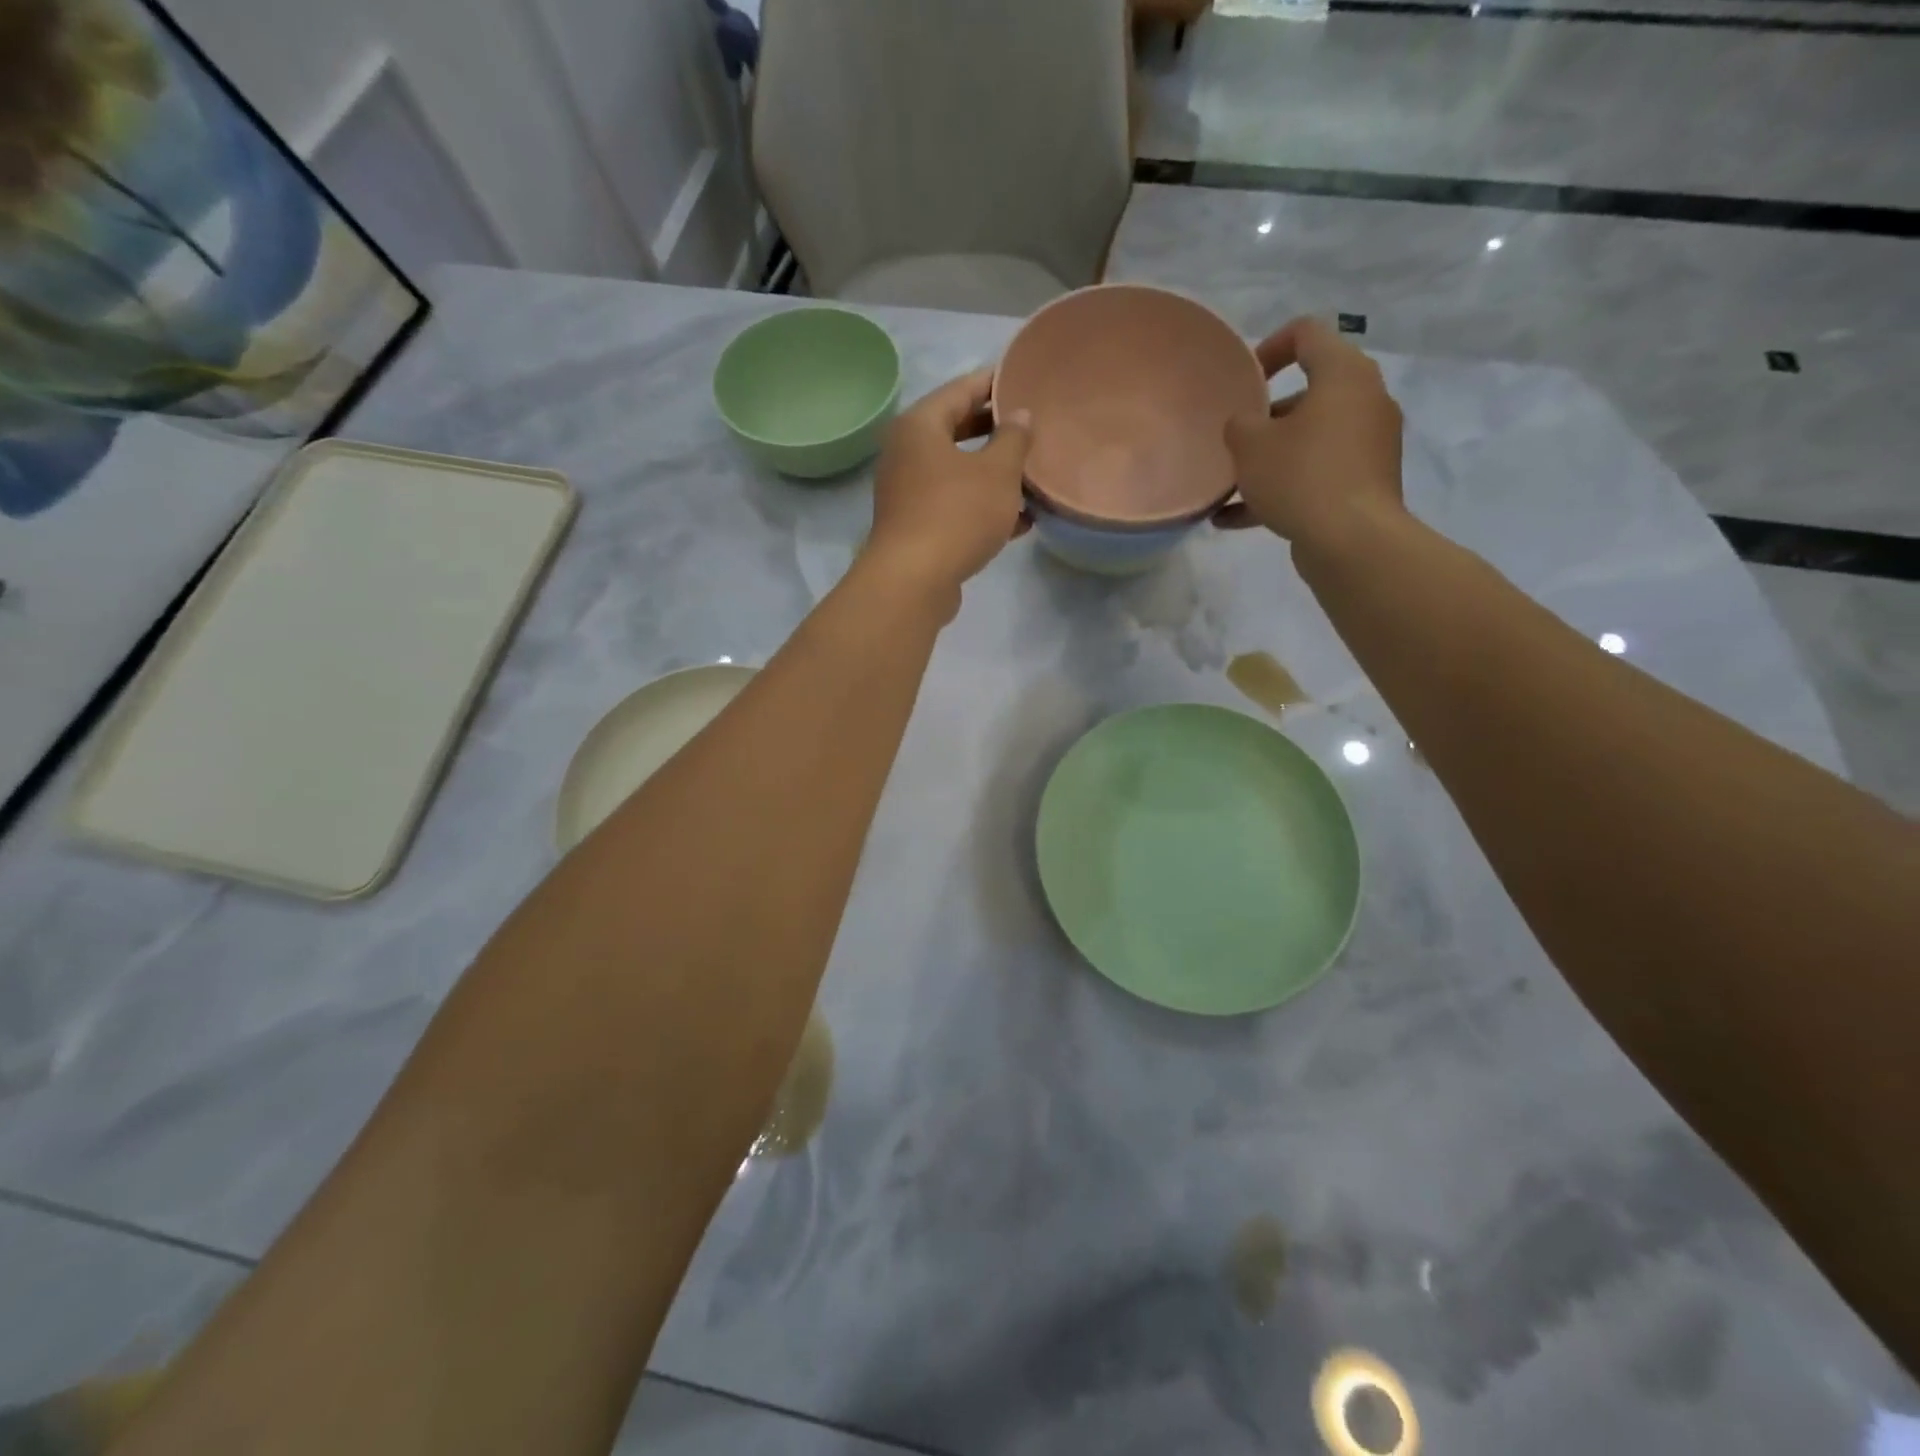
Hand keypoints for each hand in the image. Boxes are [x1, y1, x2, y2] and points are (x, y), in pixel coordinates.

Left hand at [864, 368, 1033, 602]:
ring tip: (1034, 477)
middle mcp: (907, 453)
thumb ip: (1013, 439)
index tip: (1026, 381)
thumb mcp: (997, 472)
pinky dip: (983, 508)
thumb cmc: (957, 514)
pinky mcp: (916, 527)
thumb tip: (1019, 417)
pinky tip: (1021, 522)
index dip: (996, 384)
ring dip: (994, 475)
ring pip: (958, 472)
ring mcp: (908, 492)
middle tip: (1034, 429)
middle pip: (958, 431)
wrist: (913, 582)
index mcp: (920, 426)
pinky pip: (955, 505)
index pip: (962, 389)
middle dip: (997, 433)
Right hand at [1216, 317, 1405, 549]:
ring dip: (1270, 459)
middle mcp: (1366, 401)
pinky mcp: (1366, 483)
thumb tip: (1246, 425)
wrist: (1351, 541)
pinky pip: (1317, 475)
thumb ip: (1239, 424)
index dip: (1270, 348)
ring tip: (1231, 488)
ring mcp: (1370, 445)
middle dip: (1267, 417)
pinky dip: (1282, 490)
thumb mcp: (1250, 445)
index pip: (1308, 334)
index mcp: (1344, 375)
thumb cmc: (1300, 476)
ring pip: (1311, 440)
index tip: (1244, 381)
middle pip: (1310, 393)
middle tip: (1238, 440)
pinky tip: (1236, 520)